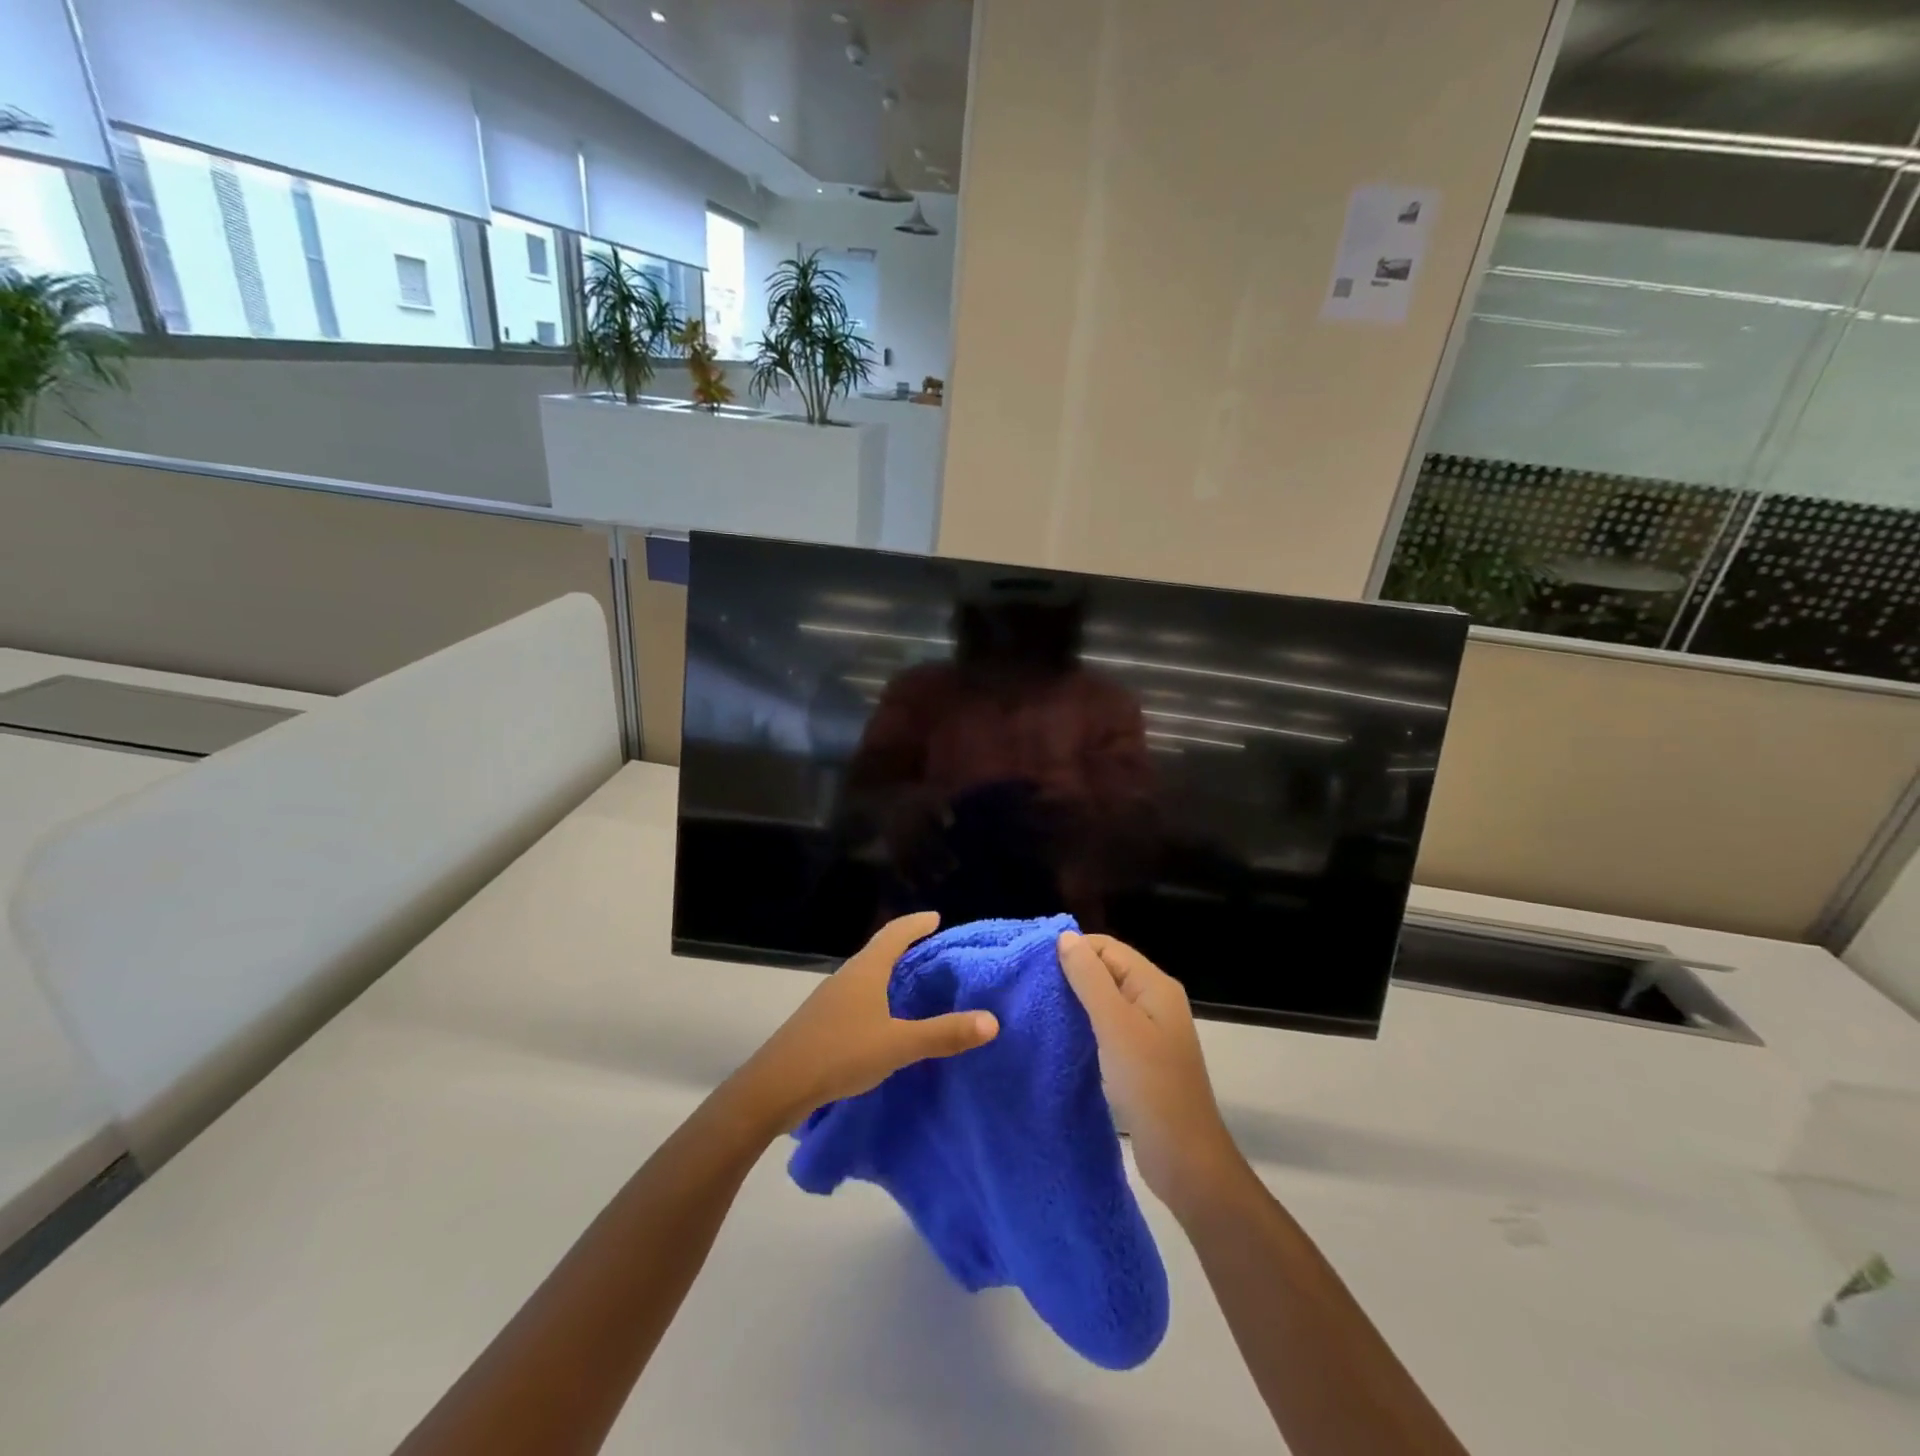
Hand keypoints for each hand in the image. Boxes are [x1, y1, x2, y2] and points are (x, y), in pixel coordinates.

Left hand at [732, 912, 998, 1132]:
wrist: (776, 1086)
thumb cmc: (840, 1054)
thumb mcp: (898, 1045)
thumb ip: (943, 1034)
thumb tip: (992, 1020)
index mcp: (865, 972)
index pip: (894, 935)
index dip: (916, 924)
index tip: (935, 917)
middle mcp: (846, 977)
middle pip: (878, 951)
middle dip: (904, 946)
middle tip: (931, 949)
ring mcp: (829, 999)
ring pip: (865, 975)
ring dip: (888, 972)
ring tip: (911, 982)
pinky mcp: (820, 1022)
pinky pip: (856, 997)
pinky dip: (876, 996)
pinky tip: (882, 1019)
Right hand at [1057, 931, 1243, 1214]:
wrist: (1184, 1159)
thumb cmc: (1150, 1085)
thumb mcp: (1116, 1025)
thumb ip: (1090, 979)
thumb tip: (1065, 937)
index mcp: (1154, 985)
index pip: (1107, 948)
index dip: (1073, 950)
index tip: (1034, 966)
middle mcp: (1153, 1001)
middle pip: (1106, 970)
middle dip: (1070, 974)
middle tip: (1030, 987)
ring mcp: (1147, 1031)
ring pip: (1104, 1000)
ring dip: (1074, 1001)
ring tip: (1037, 1008)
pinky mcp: (1138, 1058)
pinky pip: (1106, 1027)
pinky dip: (1083, 1026)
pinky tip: (1059, 1036)